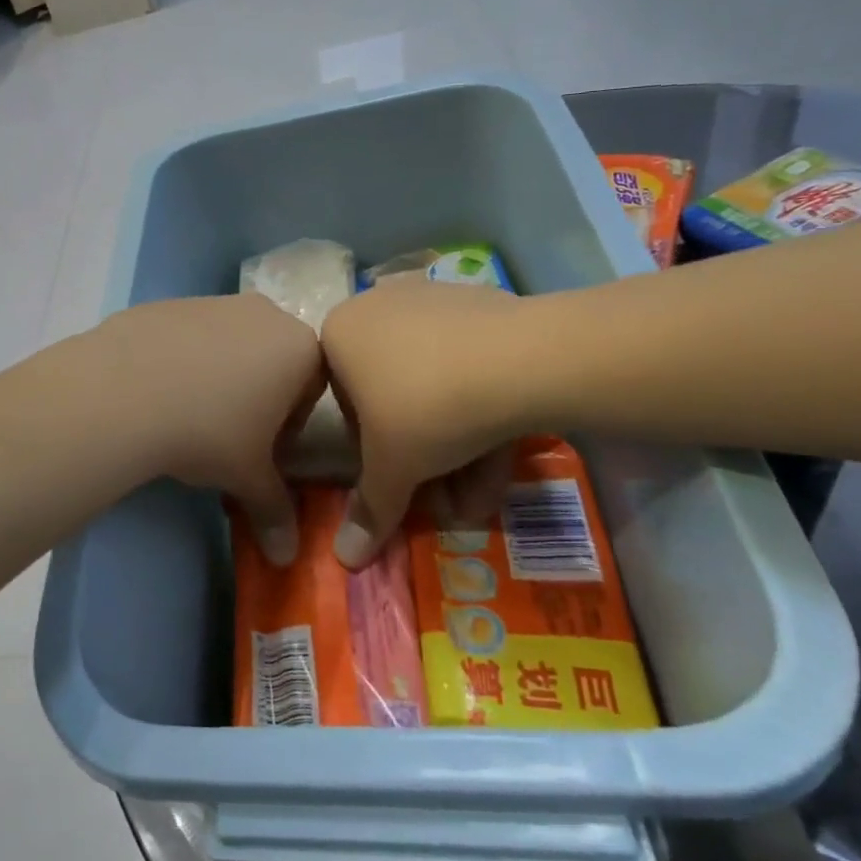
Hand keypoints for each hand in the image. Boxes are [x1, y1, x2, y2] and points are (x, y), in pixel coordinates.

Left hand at [96, 295, 324, 563]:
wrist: (124, 390)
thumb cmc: (208, 431)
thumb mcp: (247, 476)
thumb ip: (274, 511)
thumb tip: (288, 557)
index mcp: (299, 347)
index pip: (314, 389)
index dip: (291, 425)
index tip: (263, 450)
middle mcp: (264, 314)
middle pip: (274, 361)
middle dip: (259, 398)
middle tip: (229, 435)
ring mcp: (214, 302)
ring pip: (231, 345)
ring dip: (221, 377)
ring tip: (188, 414)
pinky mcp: (170, 304)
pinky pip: (190, 336)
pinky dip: (184, 360)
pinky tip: (158, 391)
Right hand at [321, 280, 536, 567]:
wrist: (522, 358)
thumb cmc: (427, 408)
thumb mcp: (392, 470)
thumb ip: (368, 511)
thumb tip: (343, 560)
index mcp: (339, 334)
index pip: (347, 407)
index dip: (375, 454)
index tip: (404, 478)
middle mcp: (376, 307)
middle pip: (394, 398)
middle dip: (425, 458)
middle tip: (450, 499)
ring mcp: (430, 300)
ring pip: (435, 384)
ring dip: (457, 446)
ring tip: (484, 492)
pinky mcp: (479, 303)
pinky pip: (468, 363)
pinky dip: (481, 406)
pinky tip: (505, 446)